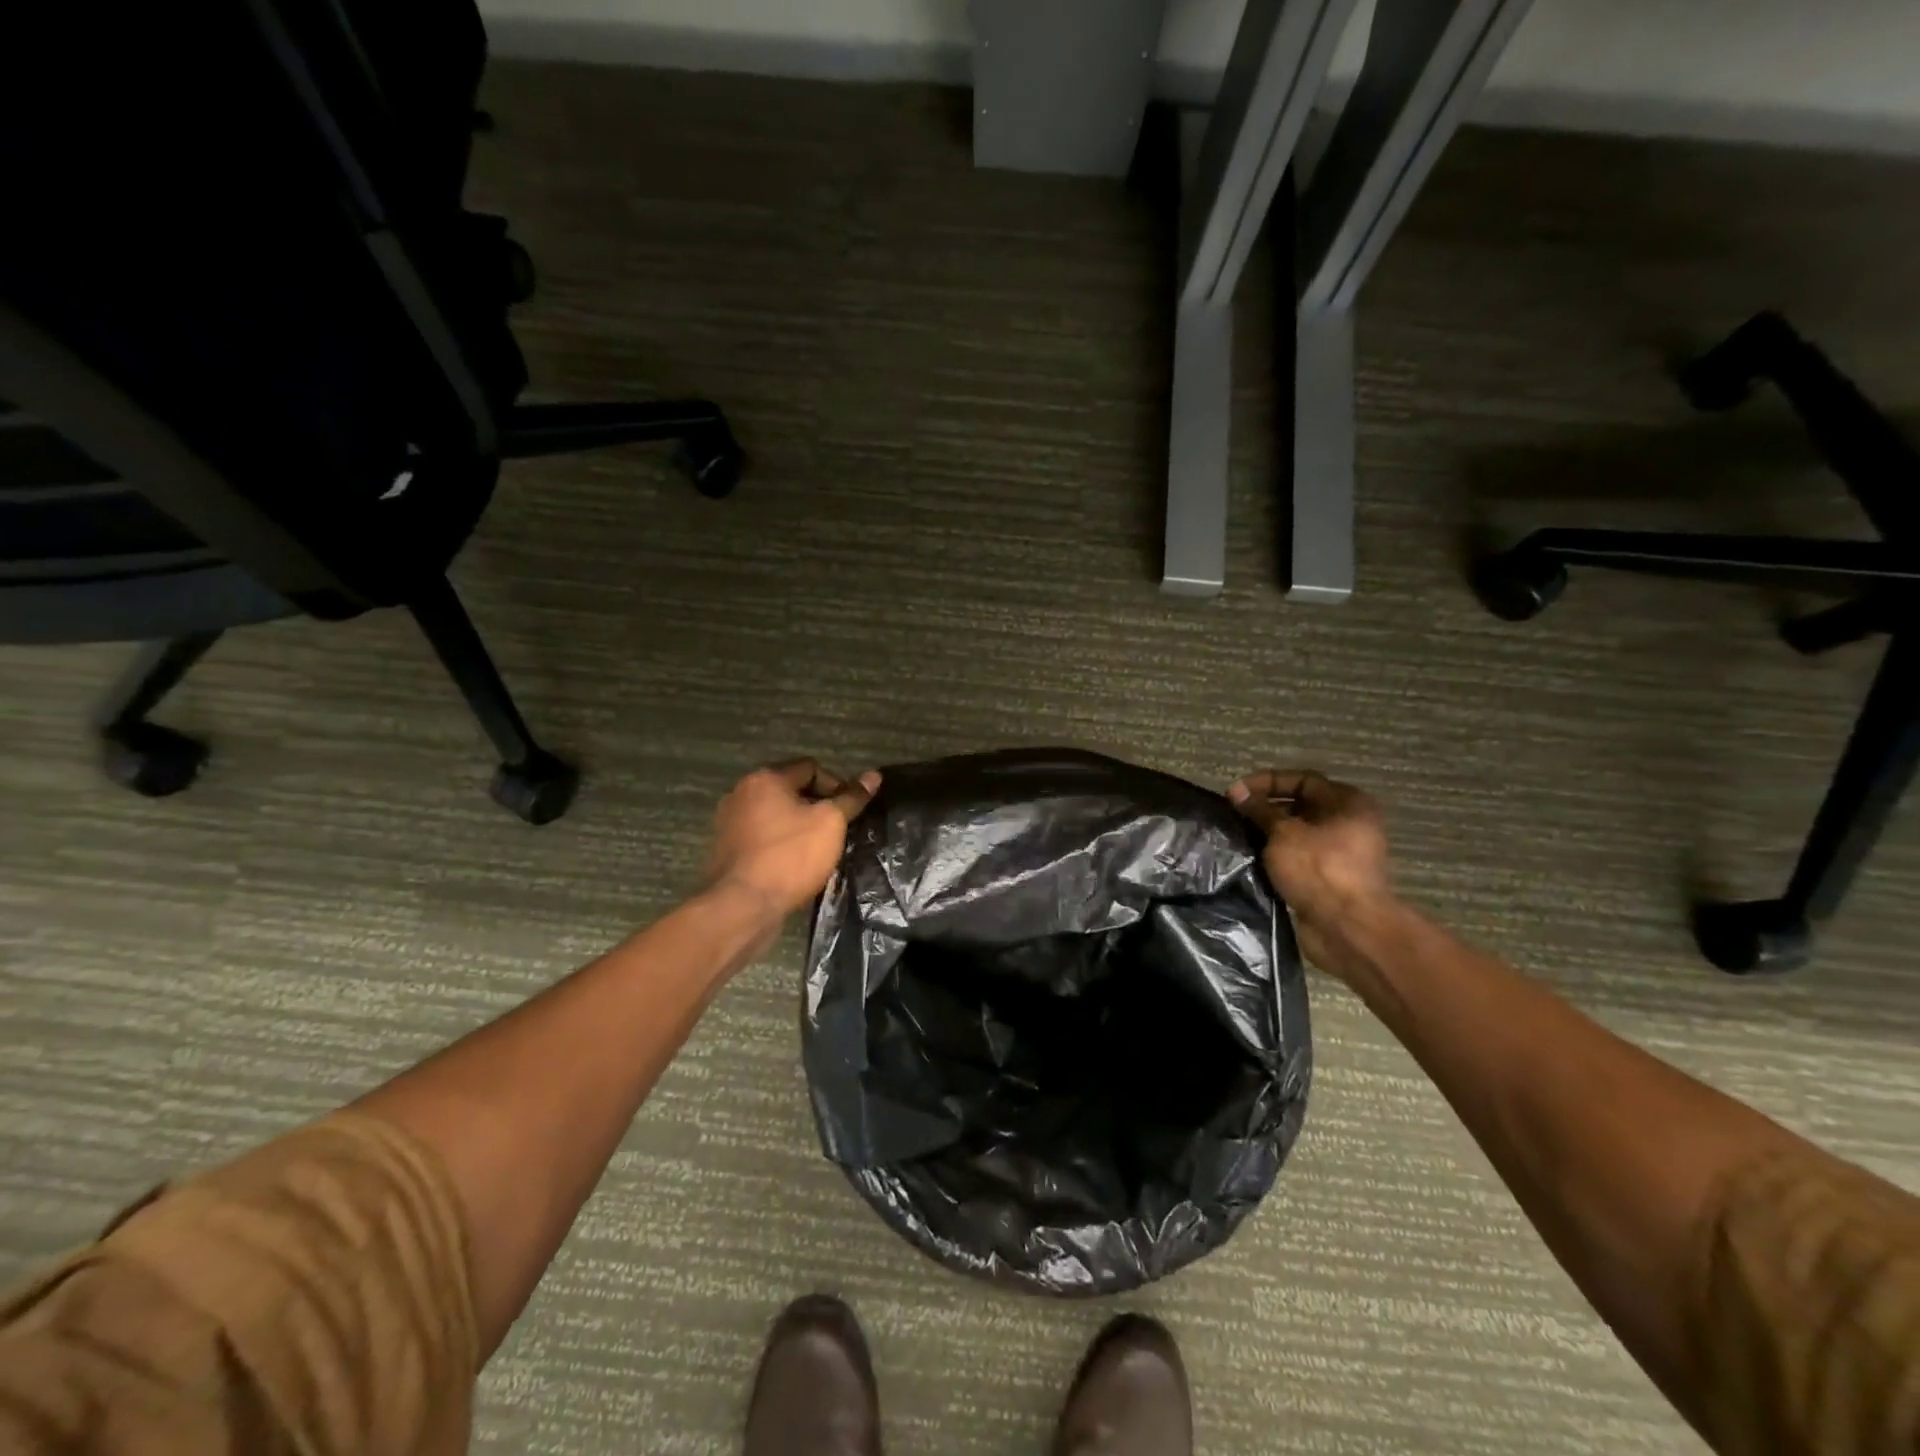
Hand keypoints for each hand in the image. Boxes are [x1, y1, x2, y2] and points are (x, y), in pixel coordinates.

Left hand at [705, 759, 880, 922]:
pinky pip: (763, 837)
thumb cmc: (791, 856)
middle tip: (836, 831)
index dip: (836, 786)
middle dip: (817, 807)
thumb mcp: (831, 823)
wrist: (743, 906)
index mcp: (765, 778)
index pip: (811, 768)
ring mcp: (730, 822)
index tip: (848, 812)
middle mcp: (742, 792)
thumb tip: (874, 775)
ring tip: (818, 849)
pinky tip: (795, 864)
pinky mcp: (727, 849)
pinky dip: (781, 844)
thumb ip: (852, 798)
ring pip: (776, 815)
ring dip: (799, 826)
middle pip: (791, 790)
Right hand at [1229, 769, 1393, 982]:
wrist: (1348, 928)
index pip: (1302, 780)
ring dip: (1268, 834)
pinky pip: (1298, 858)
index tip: (1235, 794)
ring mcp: (1341, 853)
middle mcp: (1349, 823)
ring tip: (1238, 836)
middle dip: (1265, 809)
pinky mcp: (1330, 879)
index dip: (1266, 782)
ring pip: (1297, 834)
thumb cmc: (1319, 870)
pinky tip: (1251, 859)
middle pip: (1301, 806)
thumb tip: (1237, 791)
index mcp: (1348, 803)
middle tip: (1234, 815)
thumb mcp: (1283, 833)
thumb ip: (1260, 810)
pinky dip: (1276, 856)